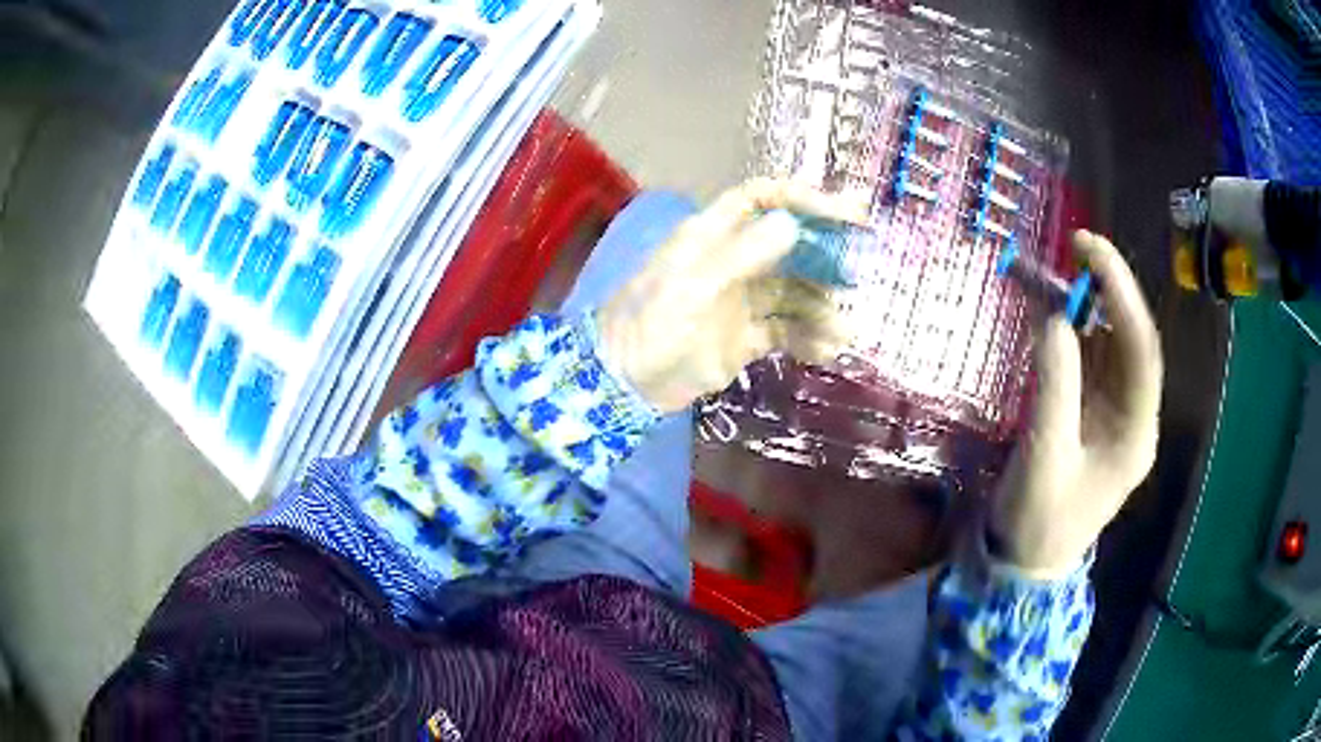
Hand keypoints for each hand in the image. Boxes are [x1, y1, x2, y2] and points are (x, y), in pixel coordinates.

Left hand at [599, 179, 867, 412]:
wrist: (624, 386)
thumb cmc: (649, 328)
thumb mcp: (691, 288)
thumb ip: (740, 256)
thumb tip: (792, 224)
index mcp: (714, 237)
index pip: (764, 200)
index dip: (805, 200)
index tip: (848, 214)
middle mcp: (733, 261)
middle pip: (790, 247)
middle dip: (826, 260)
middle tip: (858, 278)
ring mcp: (742, 301)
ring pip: (795, 294)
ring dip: (822, 310)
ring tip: (843, 333)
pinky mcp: (746, 338)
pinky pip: (787, 331)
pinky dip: (809, 339)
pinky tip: (826, 352)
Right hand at [990, 231, 1163, 578]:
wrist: (1029, 564)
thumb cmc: (1040, 521)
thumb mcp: (1043, 456)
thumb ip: (1054, 386)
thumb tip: (1054, 316)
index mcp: (1136, 432)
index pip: (1141, 349)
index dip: (1119, 293)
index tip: (1088, 249)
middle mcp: (1136, 416)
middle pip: (1134, 339)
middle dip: (1111, 290)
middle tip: (1077, 247)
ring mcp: (1118, 414)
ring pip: (1115, 344)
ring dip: (1093, 306)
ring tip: (1064, 270)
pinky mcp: (1098, 413)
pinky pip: (1094, 359)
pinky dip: (1078, 330)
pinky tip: (1059, 310)